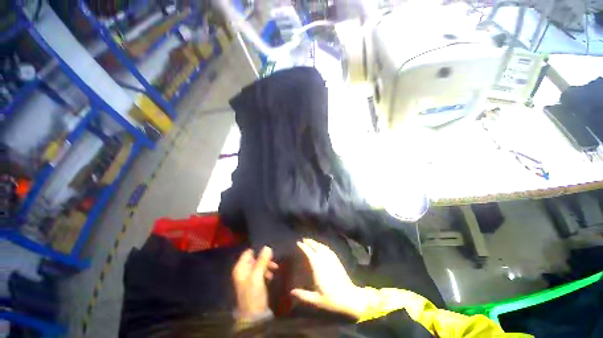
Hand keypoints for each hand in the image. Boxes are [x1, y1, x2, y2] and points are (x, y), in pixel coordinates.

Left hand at [232, 247, 278, 319]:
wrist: (254, 315)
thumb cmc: (253, 294)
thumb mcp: (257, 276)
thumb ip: (262, 261)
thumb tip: (267, 247)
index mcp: (240, 268)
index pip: (249, 252)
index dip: (258, 251)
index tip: (269, 252)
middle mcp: (244, 270)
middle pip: (255, 258)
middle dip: (265, 259)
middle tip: (273, 262)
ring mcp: (249, 277)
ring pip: (259, 265)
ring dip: (267, 265)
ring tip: (274, 269)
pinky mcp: (255, 282)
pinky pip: (262, 271)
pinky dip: (267, 271)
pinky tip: (272, 275)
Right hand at [291, 238, 367, 318]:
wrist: (350, 297)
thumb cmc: (332, 298)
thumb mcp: (316, 300)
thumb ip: (303, 295)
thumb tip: (291, 292)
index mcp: (318, 267)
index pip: (309, 252)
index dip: (304, 246)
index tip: (298, 242)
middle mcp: (324, 260)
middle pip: (316, 246)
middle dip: (309, 242)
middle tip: (303, 239)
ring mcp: (332, 259)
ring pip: (322, 246)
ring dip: (316, 242)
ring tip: (310, 241)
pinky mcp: (337, 260)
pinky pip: (328, 249)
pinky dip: (323, 246)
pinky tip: (321, 246)